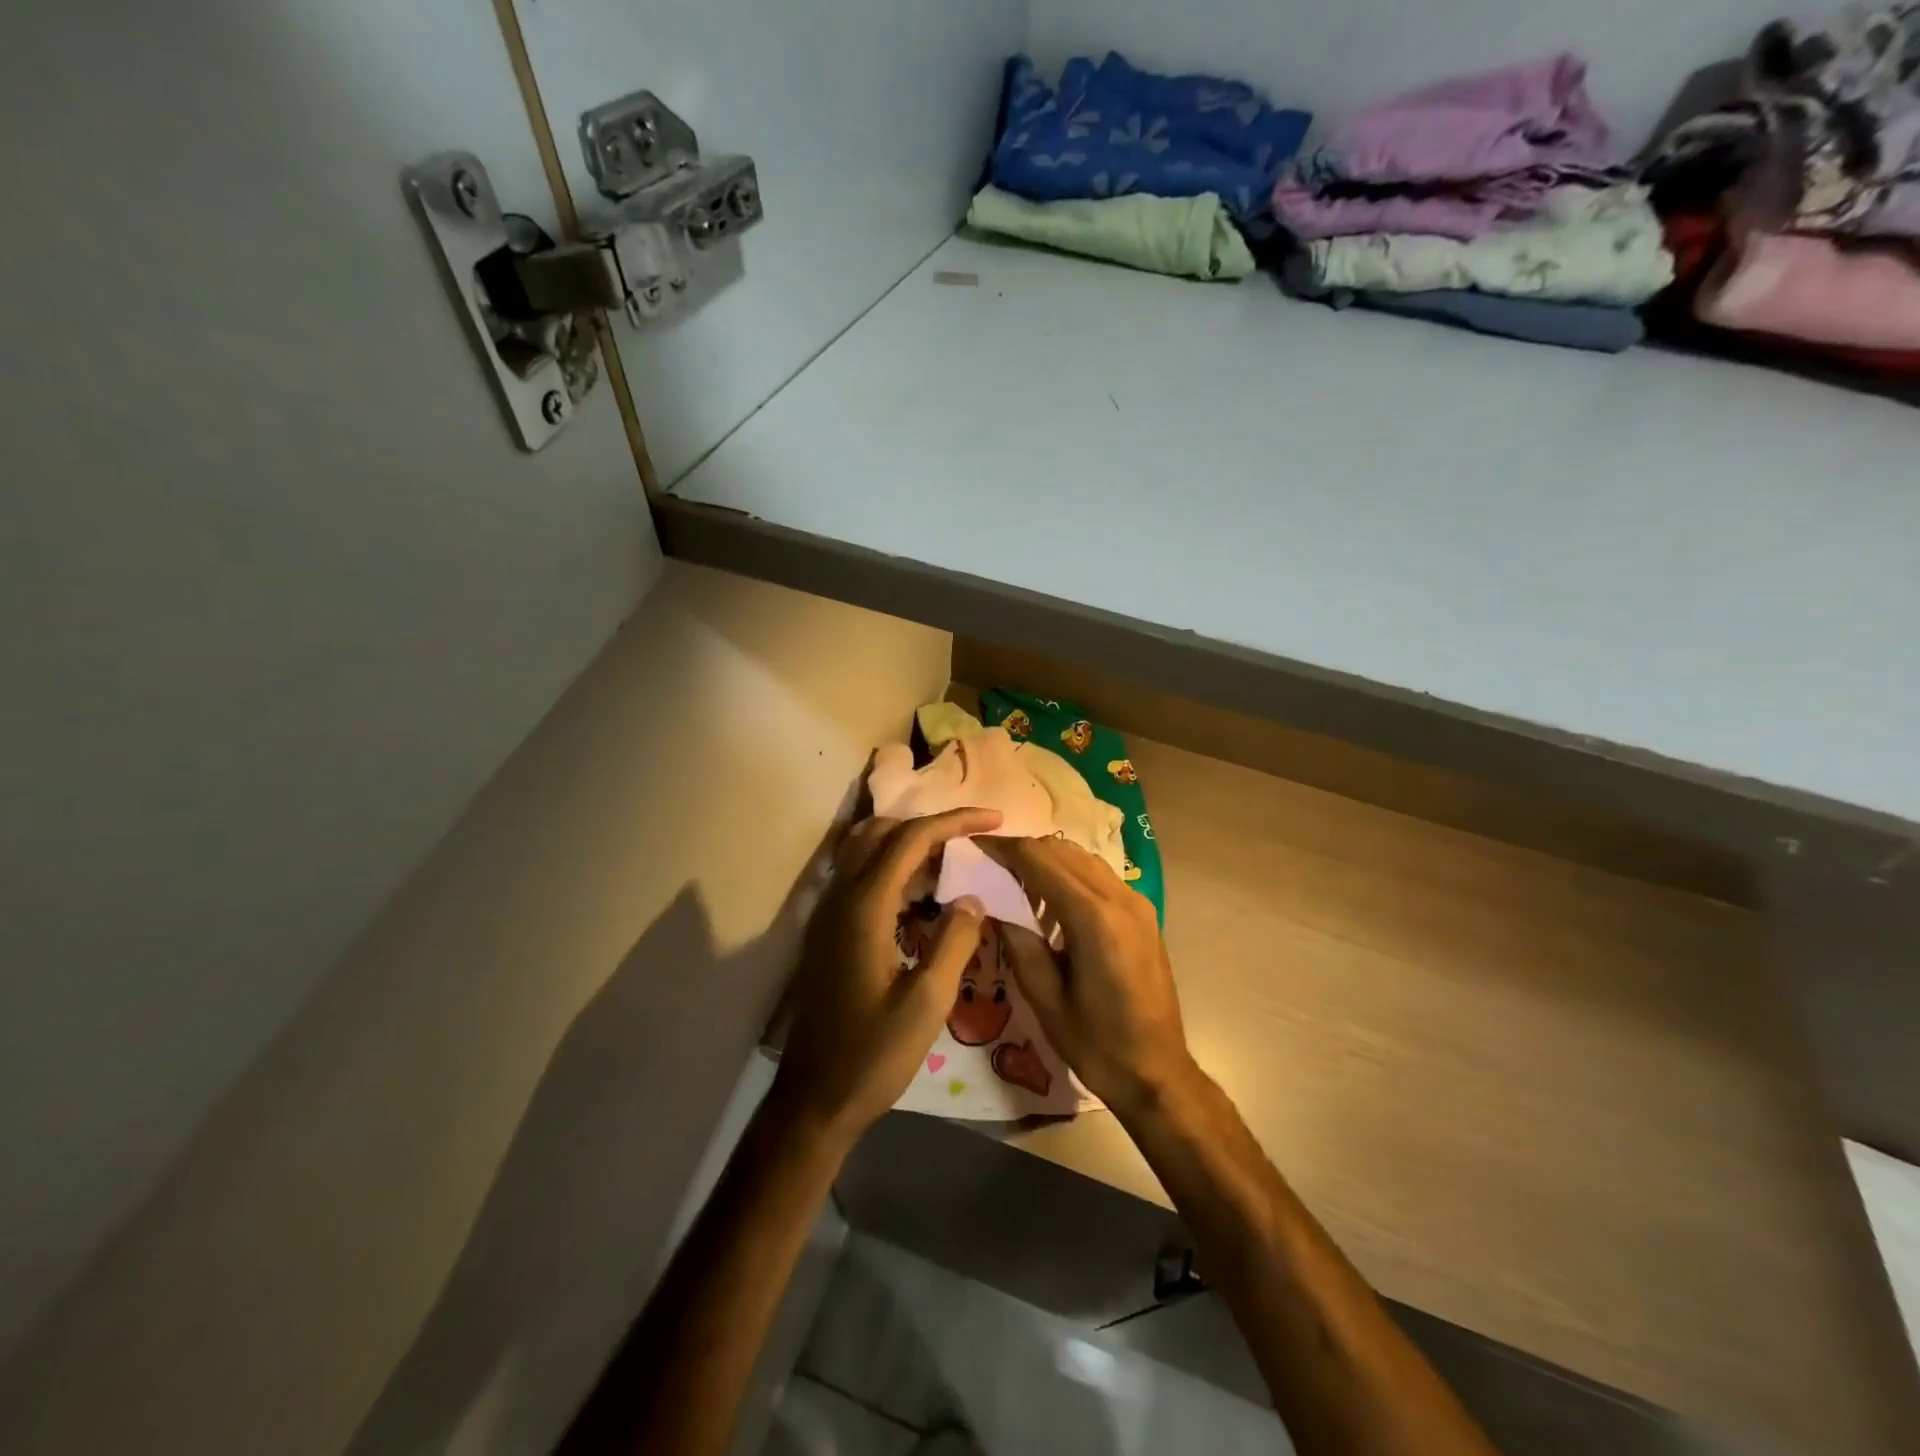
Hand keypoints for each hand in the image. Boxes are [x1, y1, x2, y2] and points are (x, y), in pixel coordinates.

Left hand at [773, 807, 1002, 1143]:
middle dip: (930, 825)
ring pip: (865, 850)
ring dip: (908, 843)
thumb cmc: (873, 1054)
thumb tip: (972, 898)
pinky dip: (892, 867)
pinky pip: (859, 875)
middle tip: (973, 839)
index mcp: (864, 908)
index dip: (955, 821)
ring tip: (953, 861)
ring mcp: (827, 912)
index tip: (994, 818)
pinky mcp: (827, 930)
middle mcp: (840, 897)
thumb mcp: (927, 1003)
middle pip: (882, 832)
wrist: (814, 1098)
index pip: (911, 839)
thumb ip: (954, 942)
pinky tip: (921, 896)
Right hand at [982, 836, 1196, 1115]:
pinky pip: (1098, 875)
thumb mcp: (1045, 998)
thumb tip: (991, 903)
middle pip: (1061, 850)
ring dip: (1046, 859)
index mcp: (1093, 918)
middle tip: (987, 864)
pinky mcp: (1143, 913)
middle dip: (1021, 850)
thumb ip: (1018, 942)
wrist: (1157, 1072)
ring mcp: (1137, 902)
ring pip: (1082, 857)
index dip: (1003, 848)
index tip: (973, 848)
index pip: (1039, 859)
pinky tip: (1049, 900)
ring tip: (1013, 880)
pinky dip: (1069, 874)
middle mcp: (1119, 898)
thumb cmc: (1097, 1044)